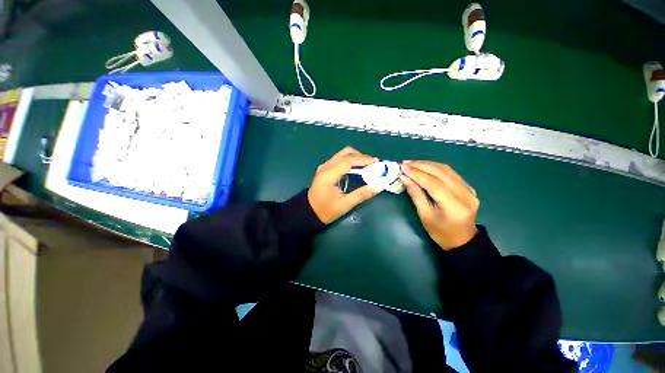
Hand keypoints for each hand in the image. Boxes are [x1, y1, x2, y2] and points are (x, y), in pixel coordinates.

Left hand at [308, 147, 381, 223]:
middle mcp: (325, 167)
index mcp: (329, 174)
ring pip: (342, 154)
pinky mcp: (325, 169)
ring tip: (367, 166)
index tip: (376, 162)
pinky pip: (339, 159)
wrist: (309, 213)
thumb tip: (380, 185)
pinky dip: (350, 161)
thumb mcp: (345, 205)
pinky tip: (357, 169)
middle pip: (345, 153)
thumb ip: (362, 194)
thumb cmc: (326, 211)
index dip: (364, 159)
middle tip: (372, 164)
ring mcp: (324, 167)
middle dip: (361, 156)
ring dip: (356, 157)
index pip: (348, 160)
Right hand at [400, 161, 478, 249]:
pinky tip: (425, 167)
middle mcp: (466, 195)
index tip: (403, 168)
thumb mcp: (424, 215)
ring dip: (428, 164)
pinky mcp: (469, 187)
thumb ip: (415, 195)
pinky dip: (436, 168)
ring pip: (447, 170)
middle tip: (405, 163)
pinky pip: (451, 173)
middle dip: (421, 166)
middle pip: (442, 173)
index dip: (417, 174)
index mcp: (455, 207)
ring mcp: (470, 190)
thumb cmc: (440, 232)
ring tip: (412, 163)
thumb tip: (404, 178)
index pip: (434, 184)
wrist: (462, 240)